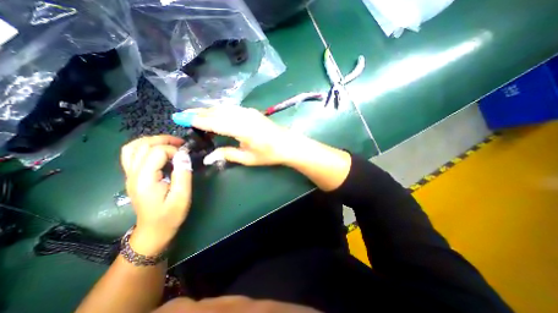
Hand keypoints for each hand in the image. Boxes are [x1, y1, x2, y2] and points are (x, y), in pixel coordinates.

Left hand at [120, 135, 191, 254]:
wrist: (154, 230)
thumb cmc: (170, 215)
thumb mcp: (182, 196)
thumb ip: (183, 173)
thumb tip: (184, 154)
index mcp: (145, 179)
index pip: (156, 152)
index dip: (174, 150)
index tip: (186, 157)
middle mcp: (133, 174)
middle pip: (142, 145)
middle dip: (163, 140)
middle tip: (181, 143)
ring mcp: (130, 175)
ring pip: (133, 147)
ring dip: (152, 141)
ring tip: (170, 143)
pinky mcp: (132, 176)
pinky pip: (132, 154)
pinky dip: (145, 147)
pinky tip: (158, 150)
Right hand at [174, 105, 300, 165]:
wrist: (288, 144)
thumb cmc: (269, 154)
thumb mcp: (248, 158)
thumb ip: (228, 154)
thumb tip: (209, 156)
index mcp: (241, 129)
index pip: (214, 122)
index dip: (196, 120)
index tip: (180, 118)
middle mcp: (243, 116)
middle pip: (216, 112)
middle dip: (199, 112)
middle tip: (183, 114)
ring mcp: (248, 111)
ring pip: (223, 108)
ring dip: (208, 110)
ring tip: (195, 113)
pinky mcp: (252, 111)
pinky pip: (231, 108)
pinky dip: (220, 110)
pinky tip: (215, 113)